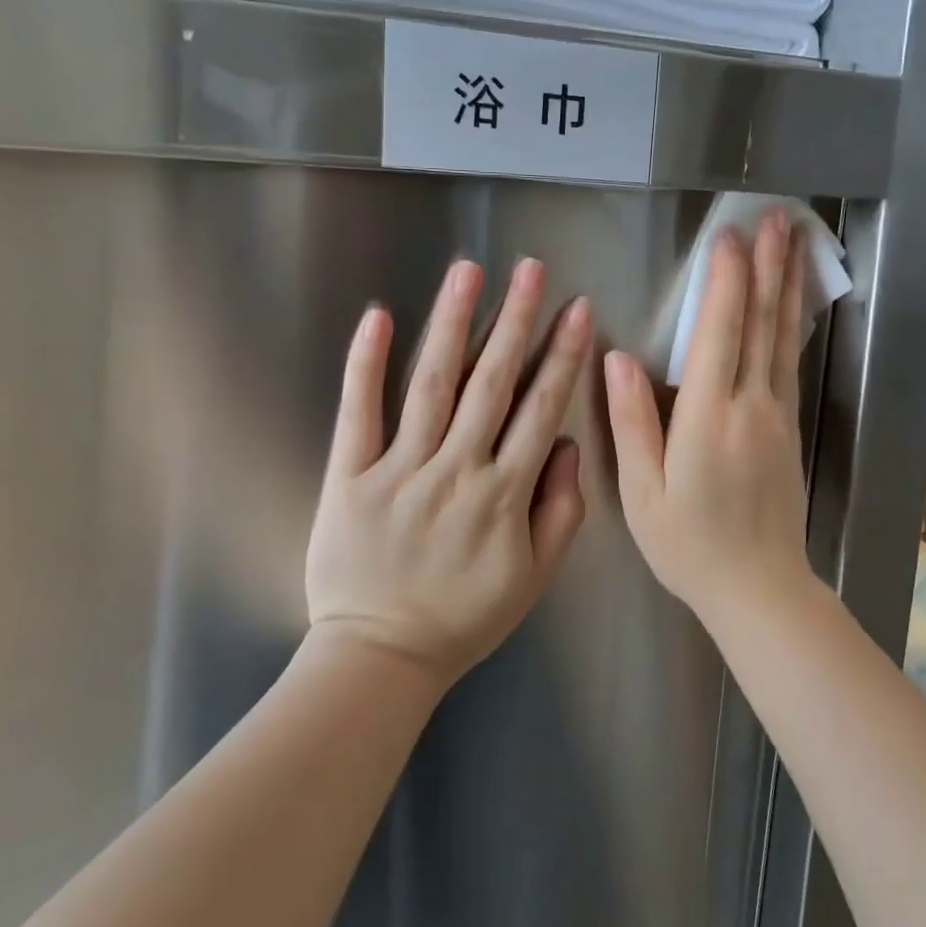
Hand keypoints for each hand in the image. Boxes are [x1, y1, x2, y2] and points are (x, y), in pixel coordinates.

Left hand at [303, 257, 592, 687]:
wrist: (380, 657)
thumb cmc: (464, 617)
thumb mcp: (535, 576)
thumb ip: (561, 509)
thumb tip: (565, 443)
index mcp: (504, 494)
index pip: (540, 409)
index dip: (562, 355)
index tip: (577, 309)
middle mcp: (456, 470)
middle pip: (491, 384)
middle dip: (515, 321)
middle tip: (530, 269)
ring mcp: (399, 470)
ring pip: (432, 385)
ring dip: (452, 324)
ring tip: (469, 272)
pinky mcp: (349, 477)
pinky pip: (358, 414)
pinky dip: (366, 364)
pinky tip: (378, 317)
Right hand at [604, 211, 815, 630]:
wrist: (759, 589)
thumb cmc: (689, 545)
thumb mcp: (642, 492)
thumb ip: (632, 422)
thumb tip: (616, 359)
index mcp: (709, 417)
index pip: (720, 333)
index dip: (726, 281)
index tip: (729, 237)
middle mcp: (751, 406)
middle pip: (762, 324)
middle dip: (769, 266)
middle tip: (779, 218)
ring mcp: (778, 416)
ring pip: (783, 338)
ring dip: (788, 285)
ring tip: (796, 242)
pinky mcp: (790, 429)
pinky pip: (790, 363)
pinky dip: (792, 324)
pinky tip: (793, 304)